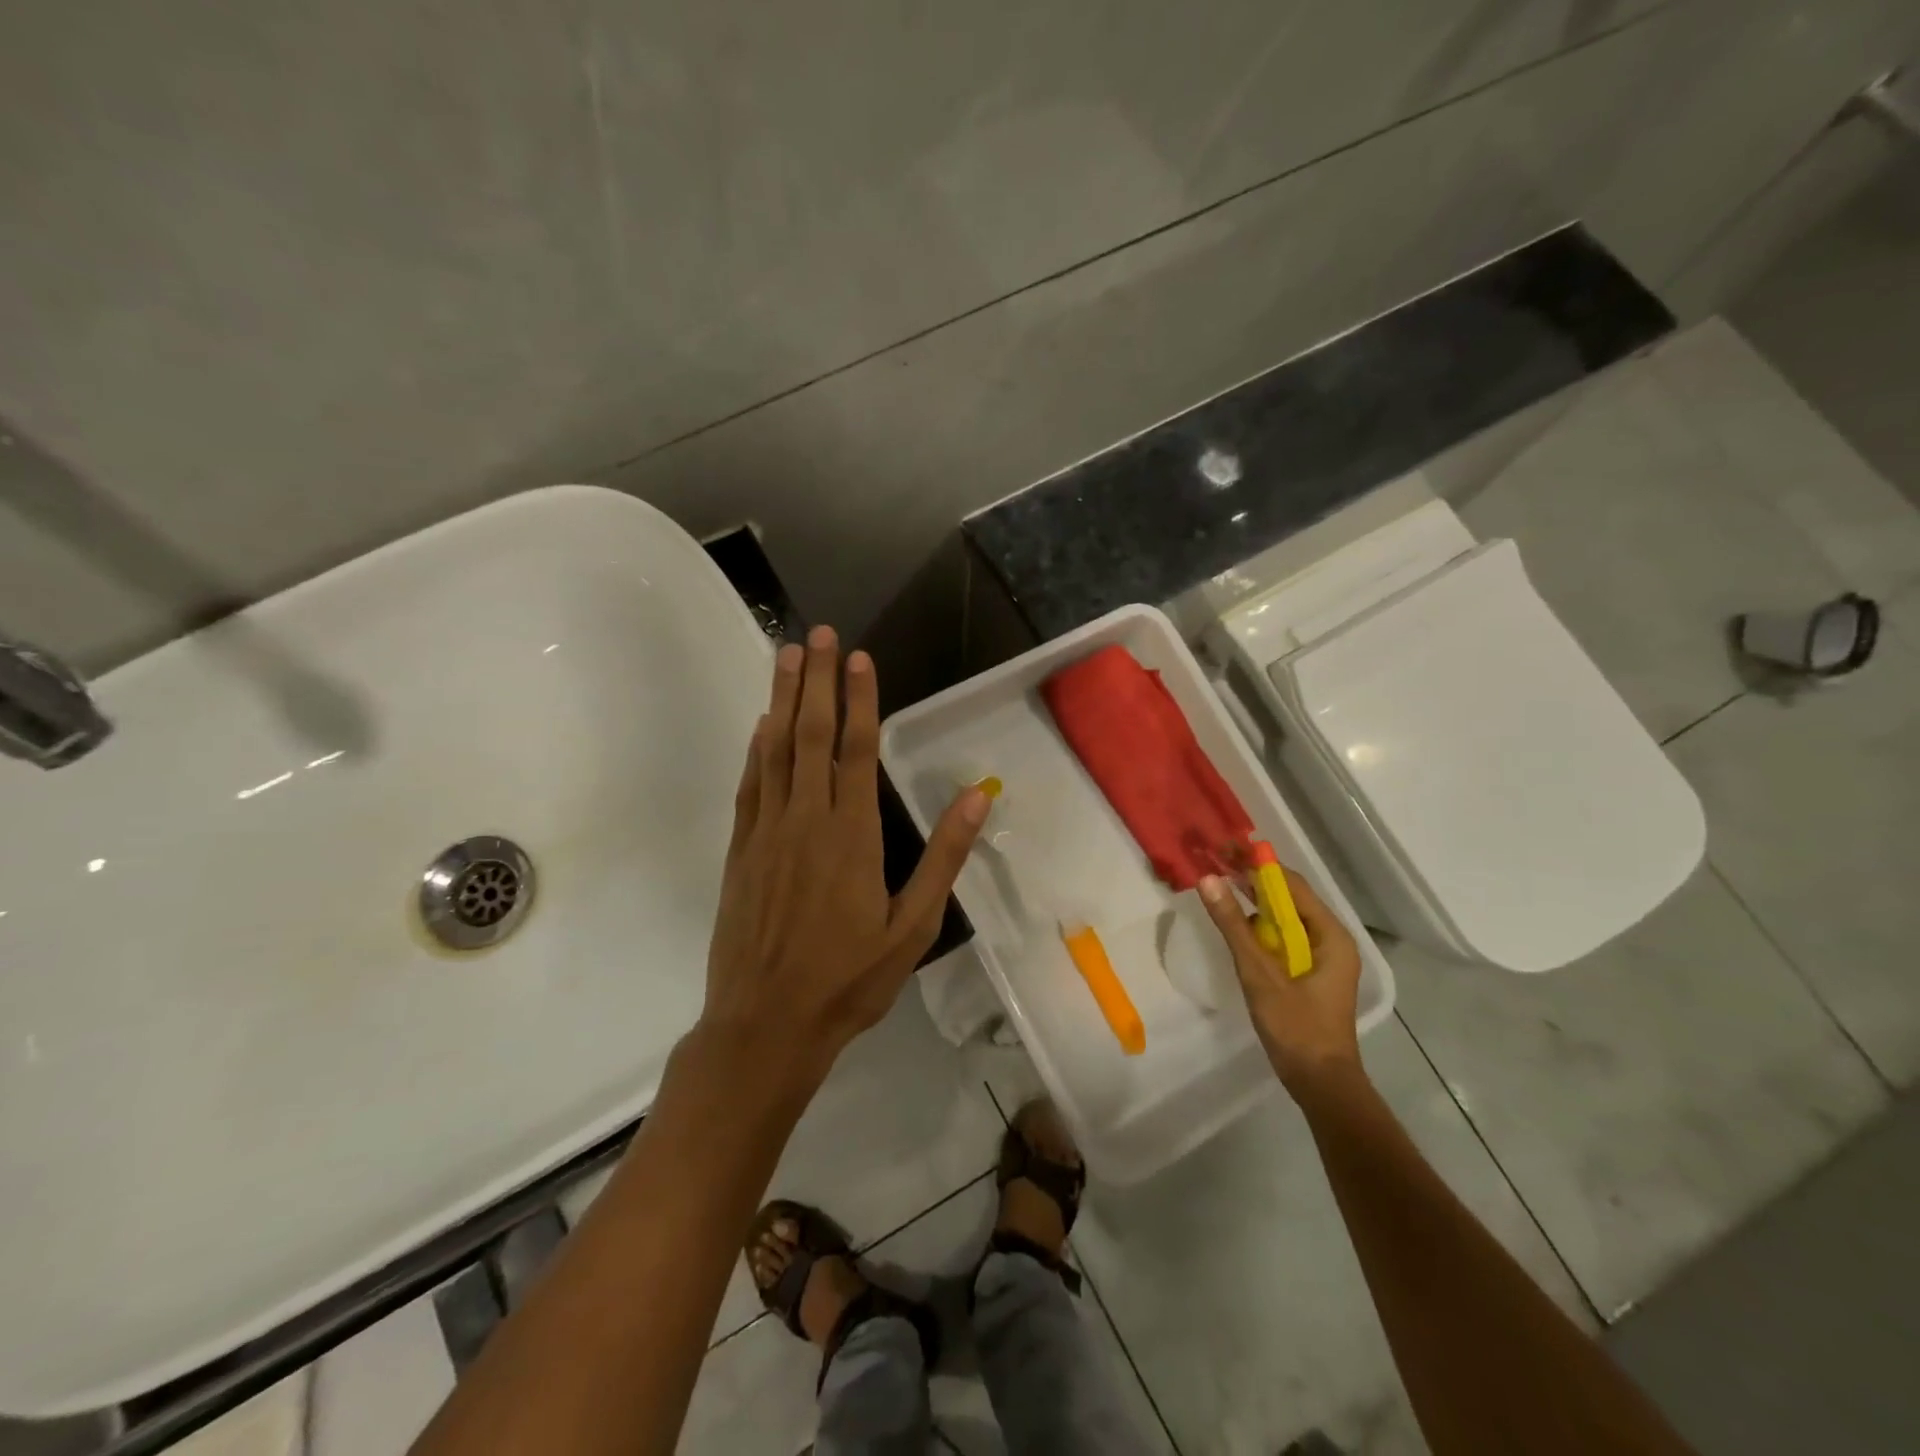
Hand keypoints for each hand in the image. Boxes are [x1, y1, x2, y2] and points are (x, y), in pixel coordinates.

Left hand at [703, 625, 989, 1079]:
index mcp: (853, 836)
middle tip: (817, 634)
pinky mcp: (741, 850)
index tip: (858, 658)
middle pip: (811, 735)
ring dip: (782, 699)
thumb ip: (943, 858)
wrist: (765, 1025)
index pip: (857, 750)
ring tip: (786, 655)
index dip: (859, 700)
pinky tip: (762, 724)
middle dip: (815, 680)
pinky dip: (757, 748)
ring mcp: (767, 832)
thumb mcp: (913, 928)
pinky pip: (751, 785)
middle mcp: (807, 820)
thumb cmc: (848, 980)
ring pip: (776, 750)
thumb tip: (976, 796)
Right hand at [1198, 869, 1364, 1099]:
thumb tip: (1209, 880)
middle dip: (1253, 878)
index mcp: (1330, 935)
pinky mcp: (1308, 973)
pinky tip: (1235, 920)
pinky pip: (1282, 936)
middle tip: (1216, 860)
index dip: (1257, 864)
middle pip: (1288, 897)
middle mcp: (1329, 939)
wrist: (1320, 1083)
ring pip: (1284, 917)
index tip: (1225, 848)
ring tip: (1220, 882)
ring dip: (1253, 899)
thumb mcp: (1260, 974)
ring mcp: (1320, 957)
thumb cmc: (1296, 1027)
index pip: (1291, 885)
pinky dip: (1258, 924)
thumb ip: (1234, 926)